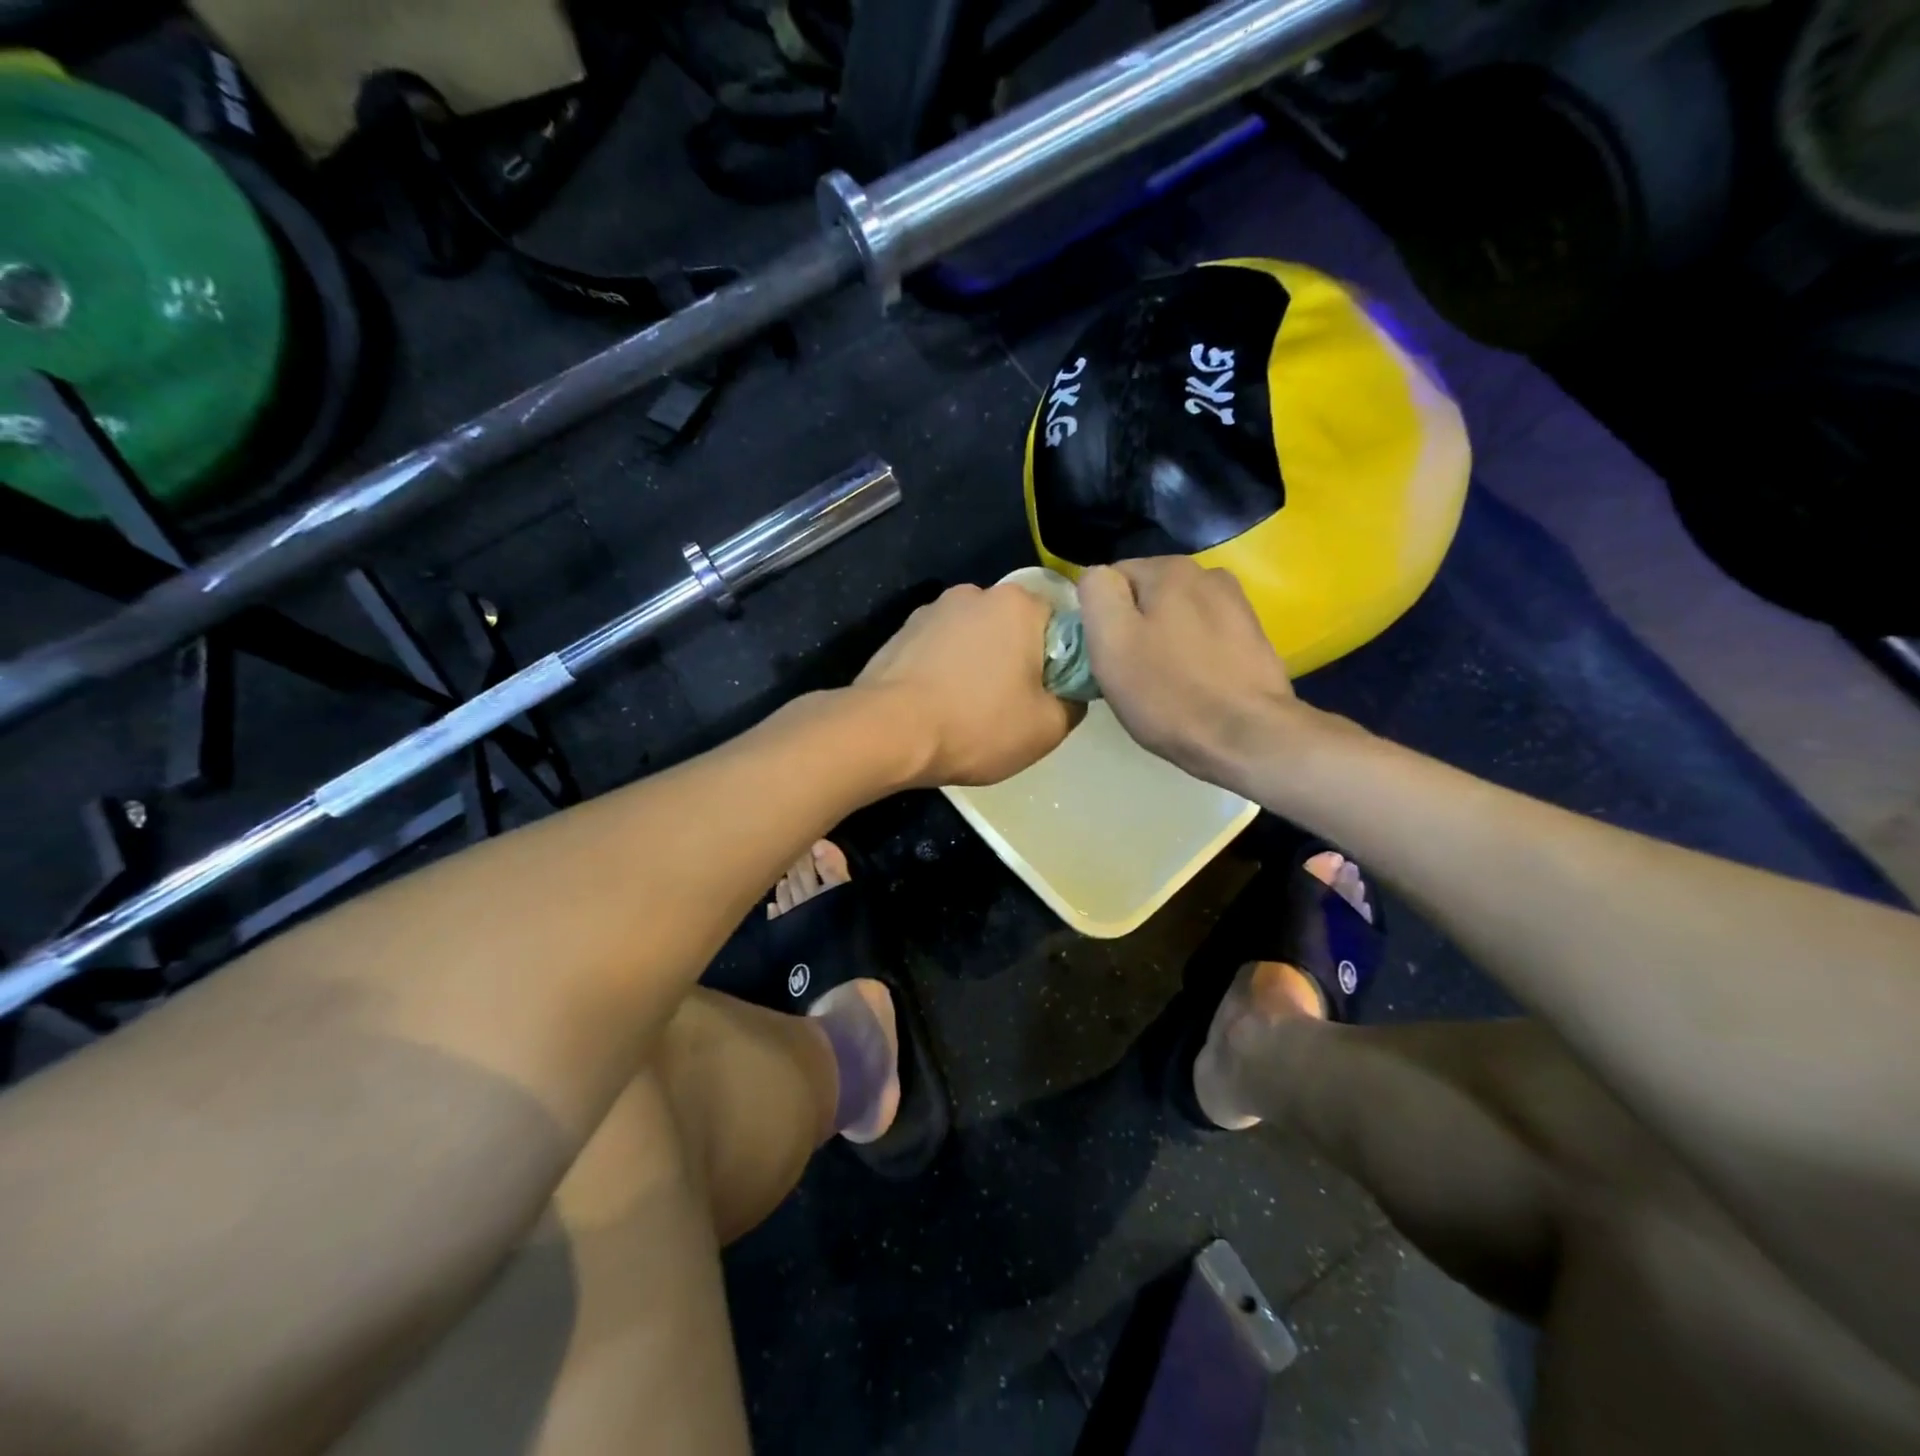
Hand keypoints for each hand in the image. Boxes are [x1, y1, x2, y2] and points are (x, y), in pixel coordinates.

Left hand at [857, 582, 1079, 786]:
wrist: (887, 732)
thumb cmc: (976, 724)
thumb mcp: (1046, 728)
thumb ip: (1074, 703)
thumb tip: (1070, 692)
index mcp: (1017, 604)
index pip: (1058, 621)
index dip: (1060, 659)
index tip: (1050, 693)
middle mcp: (974, 594)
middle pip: (1013, 626)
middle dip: (1016, 659)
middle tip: (1011, 706)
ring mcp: (931, 611)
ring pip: (973, 637)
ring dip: (977, 664)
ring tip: (968, 709)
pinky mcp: (900, 633)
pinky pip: (938, 649)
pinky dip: (944, 670)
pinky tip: (937, 705)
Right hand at [1078, 557, 1314, 786]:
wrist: (1247, 736)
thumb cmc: (1168, 692)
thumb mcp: (1111, 641)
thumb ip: (1097, 593)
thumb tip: (1098, 577)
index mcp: (1168, 569)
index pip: (1111, 579)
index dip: (1100, 617)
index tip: (1106, 655)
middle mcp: (1207, 573)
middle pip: (1146, 596)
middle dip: (1134, 627)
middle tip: (1131, 674)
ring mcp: (1236, 604)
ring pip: (1176, 617)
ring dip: (1164, 640)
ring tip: (1164, 682)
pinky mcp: (1253, 636)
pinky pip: (1204, 637)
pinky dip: (1194, 654)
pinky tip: (1195, 685)